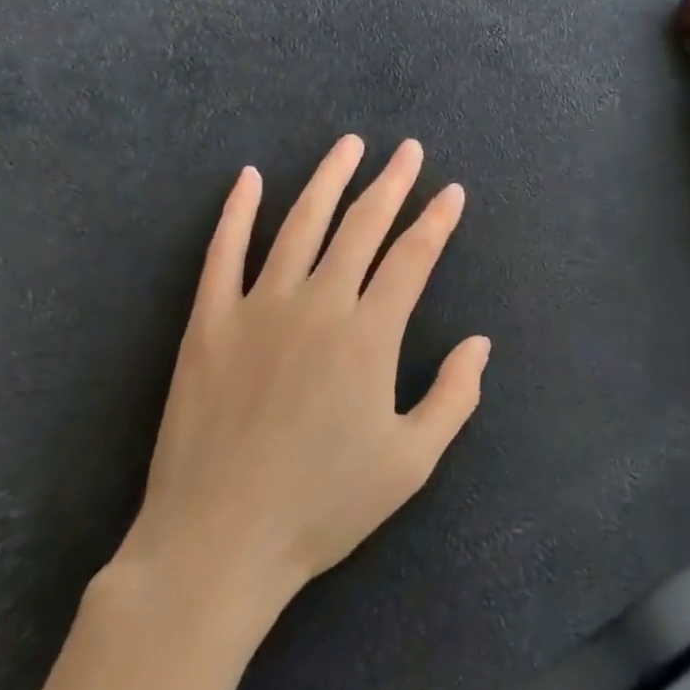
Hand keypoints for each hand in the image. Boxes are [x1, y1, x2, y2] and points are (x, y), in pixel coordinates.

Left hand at [110, 135, 489, 615]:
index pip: (413, 257)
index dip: (437, 219)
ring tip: (350, 144)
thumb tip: (480, 342)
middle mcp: (317, 304)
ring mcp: (258, 307)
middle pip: (362, 225)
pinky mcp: (209, 322)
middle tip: (409, 151)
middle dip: (392, 183)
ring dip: (329, 178)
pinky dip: (236, 210)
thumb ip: (454, 397)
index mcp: (368, 335)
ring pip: (300, 223)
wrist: (217, 544)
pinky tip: (249, 177)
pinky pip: (222, 252)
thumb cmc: (322, 506)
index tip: (452, 191)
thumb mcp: (409, 464)